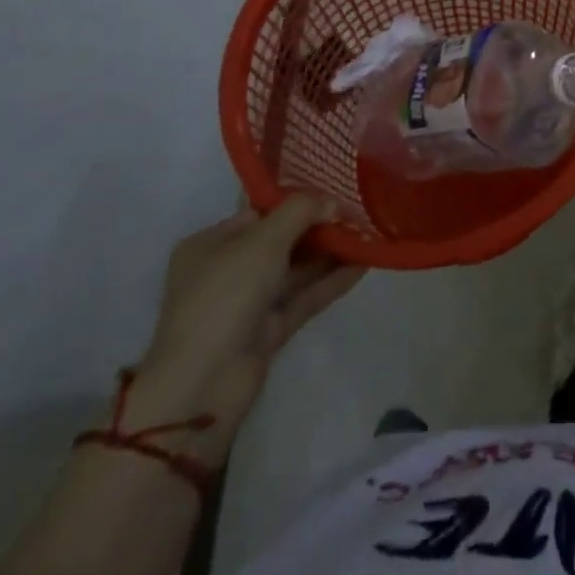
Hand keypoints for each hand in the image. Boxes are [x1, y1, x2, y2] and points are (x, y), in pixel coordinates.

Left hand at [125, 197, 363, 460]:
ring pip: (296, 271)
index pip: (259, 213)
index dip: (296, 202)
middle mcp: (227, 271)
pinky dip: (331, 282)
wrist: (205, 383)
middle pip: (281, 241)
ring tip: (369, 235)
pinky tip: (363, 265)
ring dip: (330, 254)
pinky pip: (304, 298)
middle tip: (359, 213)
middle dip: (318, 228)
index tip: (335, 191)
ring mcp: (248, 304)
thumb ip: (301, 211)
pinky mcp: (268, 332)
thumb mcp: (264, 239)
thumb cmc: (226, 294)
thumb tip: (333, 204)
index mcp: (210, 244)